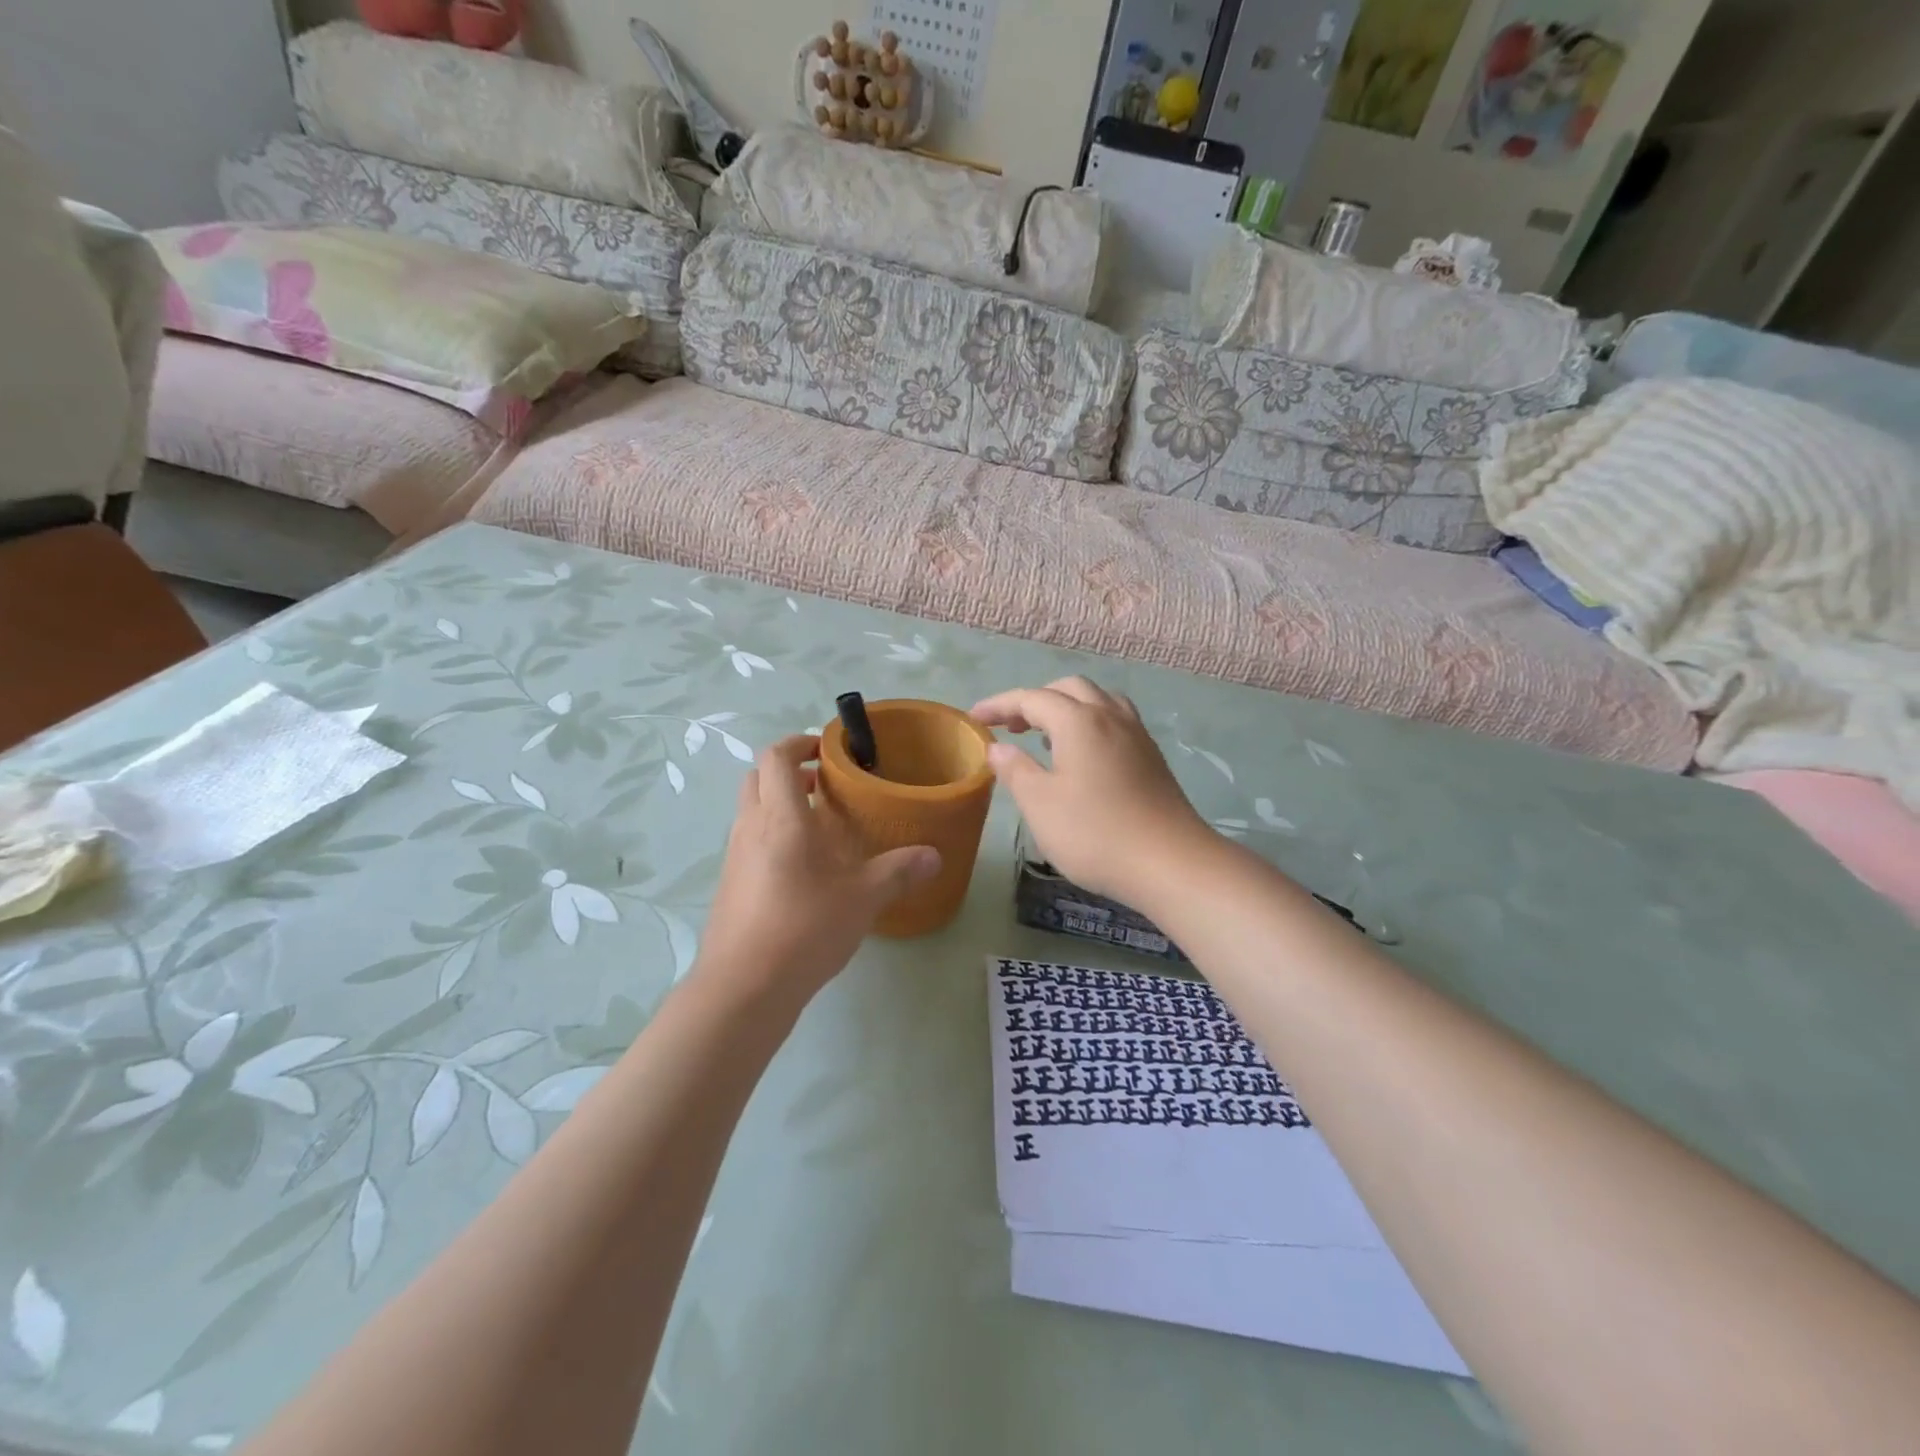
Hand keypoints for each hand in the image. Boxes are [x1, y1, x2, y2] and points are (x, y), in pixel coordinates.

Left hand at [692, 735, 939, 1003]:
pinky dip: (773, 837)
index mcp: (780, 818)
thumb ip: (899, 871)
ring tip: (821, 829)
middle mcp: (750, 828)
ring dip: (780, 806)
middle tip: (825, 787)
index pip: (776, 757)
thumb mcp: (862, 898)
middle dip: (789, 773)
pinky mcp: (730, 886)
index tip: (828, 751)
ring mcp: (734, 858)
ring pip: (751, 811)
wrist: (742, 988)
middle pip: (758, 778)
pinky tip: (804, 871)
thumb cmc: (803, 928)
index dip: (799, 743)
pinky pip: (750, 842)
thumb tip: (935, 856)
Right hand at [971, 677, 1214, 908]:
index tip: (974, 719)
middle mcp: (1110, 716)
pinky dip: (1089, 724)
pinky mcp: (1151, 757)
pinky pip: (1114, 721)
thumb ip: (1015, 770)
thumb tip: (998, 747)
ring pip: (1097, 701)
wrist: (1170, 863)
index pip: (1031, 698)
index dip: (999, 705)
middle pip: (1068, 689)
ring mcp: (1136, 735)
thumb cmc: (1095, 833)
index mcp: (1079, 721)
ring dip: (1066, 709)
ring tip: (1046, 737)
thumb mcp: (1040, 805)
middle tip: (1011, 726)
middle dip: (1034, 700)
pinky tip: (1081, 757)